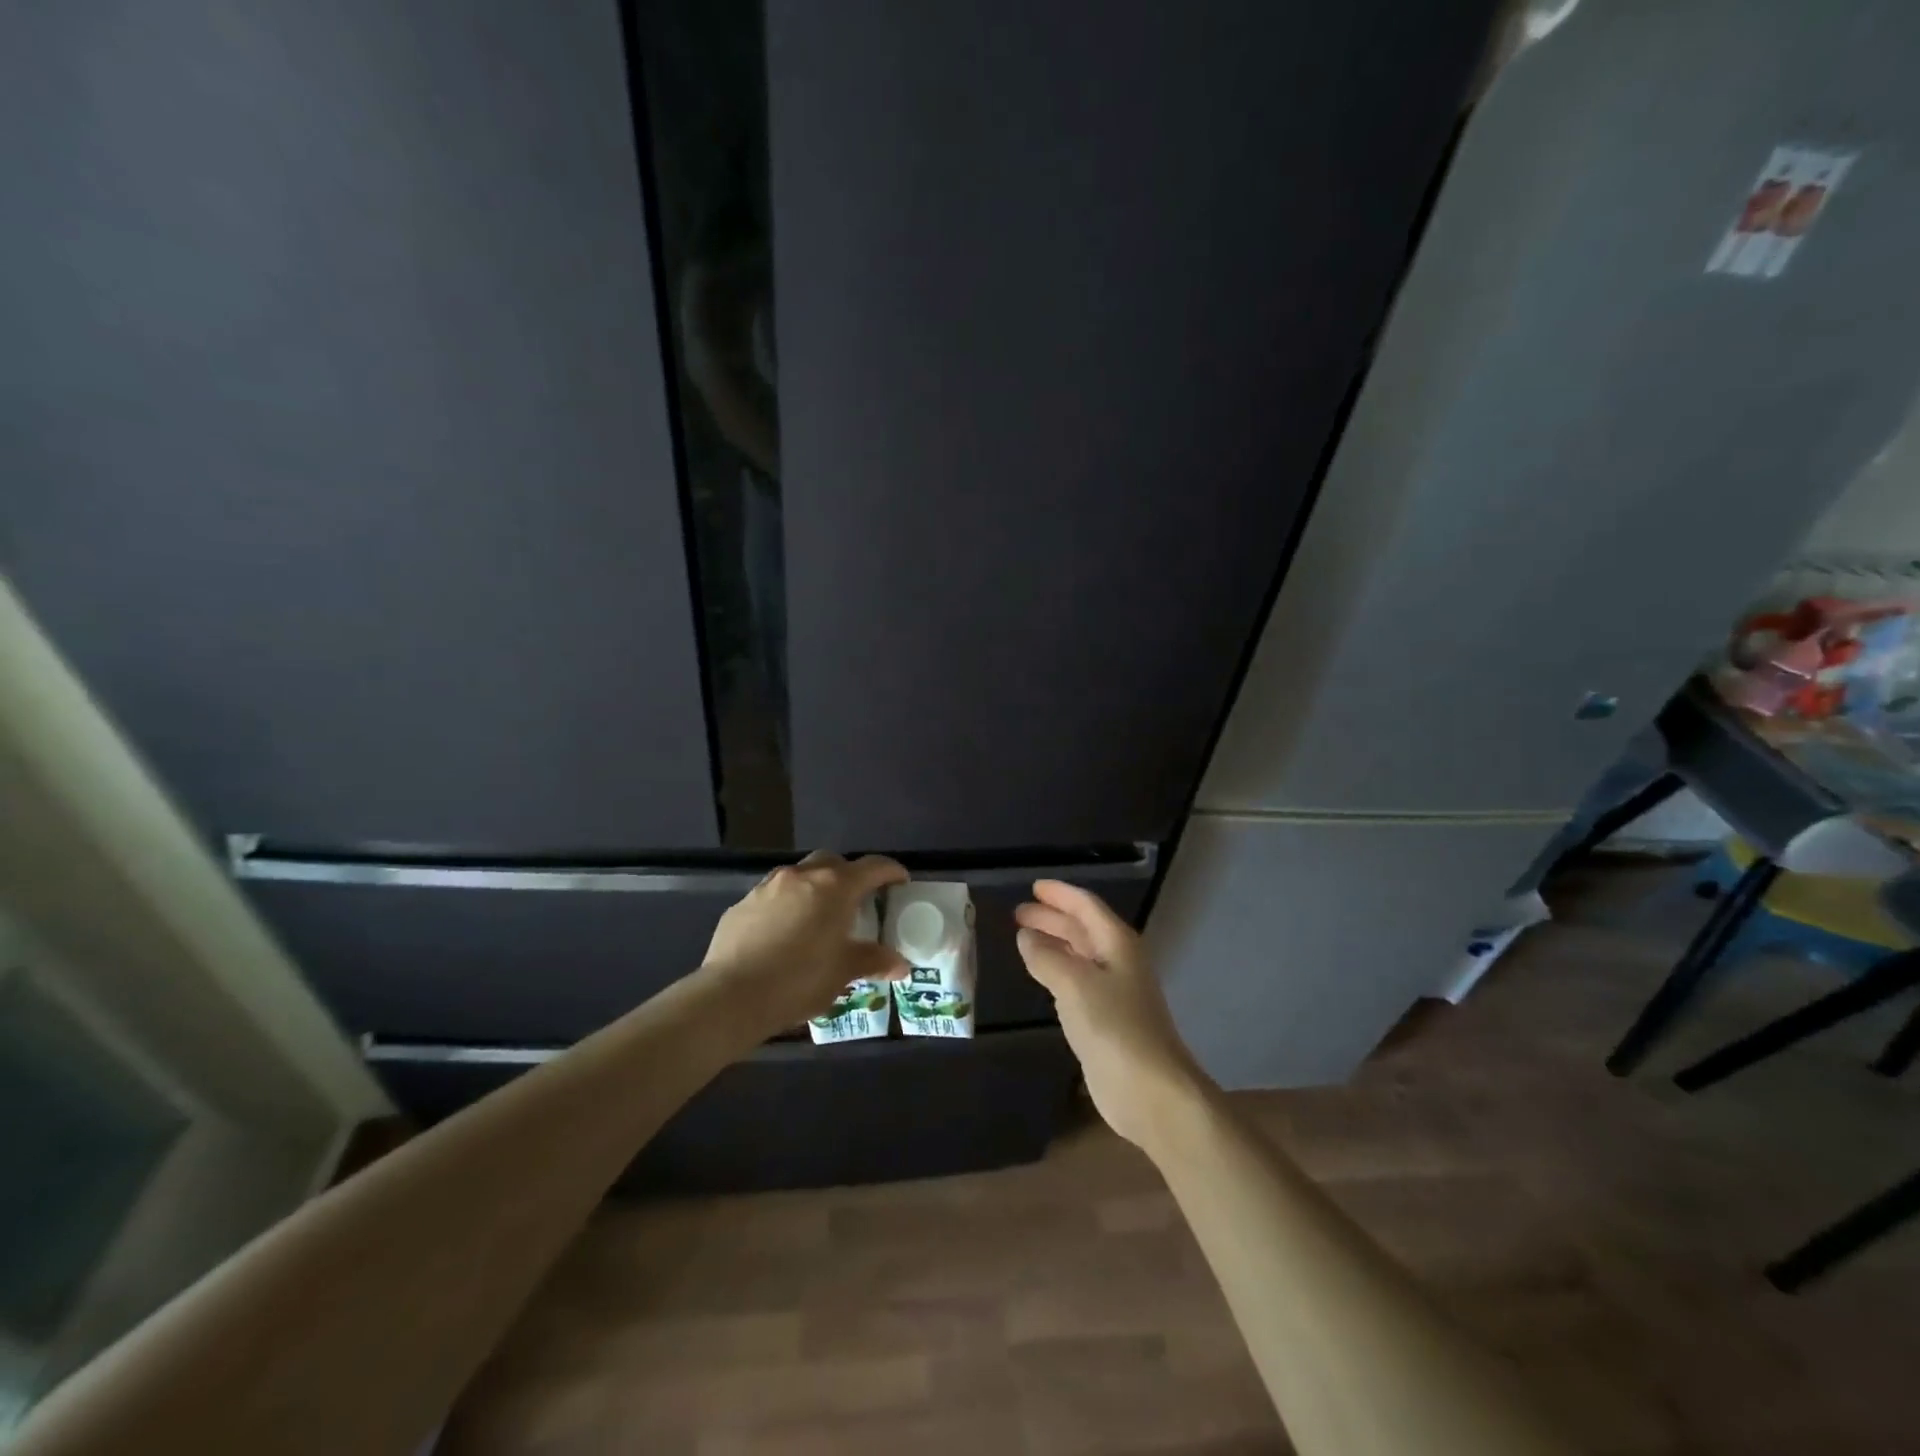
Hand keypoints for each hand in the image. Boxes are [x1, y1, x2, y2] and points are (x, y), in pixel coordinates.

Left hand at [700, 851, 910, 1037]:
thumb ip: (874, 960)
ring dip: (814, 888)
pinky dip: (786, 906)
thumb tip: (900, 964)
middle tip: (856, 901)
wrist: (732, 995)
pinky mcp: (742, 904)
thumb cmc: (800, 980)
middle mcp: (802, 876)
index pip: (872, 867)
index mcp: (835, 887)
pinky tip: (783, 934)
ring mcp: (768, 887)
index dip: (891, 872)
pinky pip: (772, 896)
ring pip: (799, 876)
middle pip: (833, 862)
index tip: (901, 882)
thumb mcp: (844, 972)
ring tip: (817, 918)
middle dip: (848, 875)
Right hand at [1015, 880, 1213, 1150]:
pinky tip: (1043, 973)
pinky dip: (1058, 969)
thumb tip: (1026, 936)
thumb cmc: (1115, 1028)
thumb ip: (1047, 957)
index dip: (1060, 894)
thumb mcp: (1075, 985)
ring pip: (1080, 954)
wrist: (1151, 1091)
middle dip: (1052, 917)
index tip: (1033, 886)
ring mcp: (1115, 991)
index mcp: (1117, 943)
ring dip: (1054, 942)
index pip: (1086, 906)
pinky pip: (1078, 981)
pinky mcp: (1107, 1019)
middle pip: (1083, 928)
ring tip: (1024, 936)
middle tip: (1018, 912)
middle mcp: (1118, 961)